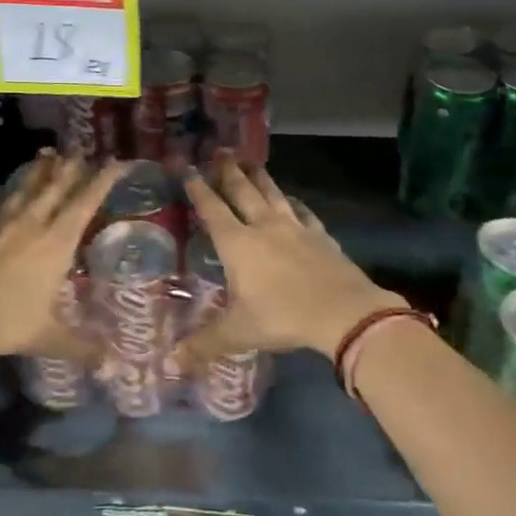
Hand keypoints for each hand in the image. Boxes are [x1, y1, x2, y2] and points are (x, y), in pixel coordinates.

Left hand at [0, 151, 120, 362]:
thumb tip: (110, 366)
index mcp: (56, 243)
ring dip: (39, 170)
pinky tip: (0, 189)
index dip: (104, 179)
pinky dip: (0, 192)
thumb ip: (78, 347)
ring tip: (48, 154)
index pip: (86, 201)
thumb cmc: (3, 321)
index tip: (118, 162)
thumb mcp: (45, 337)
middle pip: (56, 186)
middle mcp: (32, 224)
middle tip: (83, 153)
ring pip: (25, 187)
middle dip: (73, 168)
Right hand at [179, 155, 404, 362]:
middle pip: (243, 191)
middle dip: (229, 172)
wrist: (342, 312)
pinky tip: (293, 201)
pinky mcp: (321, 236)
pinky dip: (294, 204)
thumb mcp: (237, 333)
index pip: (212, 209)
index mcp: (237, 244)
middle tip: (220, 152)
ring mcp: (296, 229)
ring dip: (260, 177)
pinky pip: (304, 213)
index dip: (198, 188)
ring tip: (251, 163)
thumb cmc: (282, 317)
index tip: (187, 168)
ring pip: (273, 195)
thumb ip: (204, 345)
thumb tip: (172, 363)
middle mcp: (264, 227)